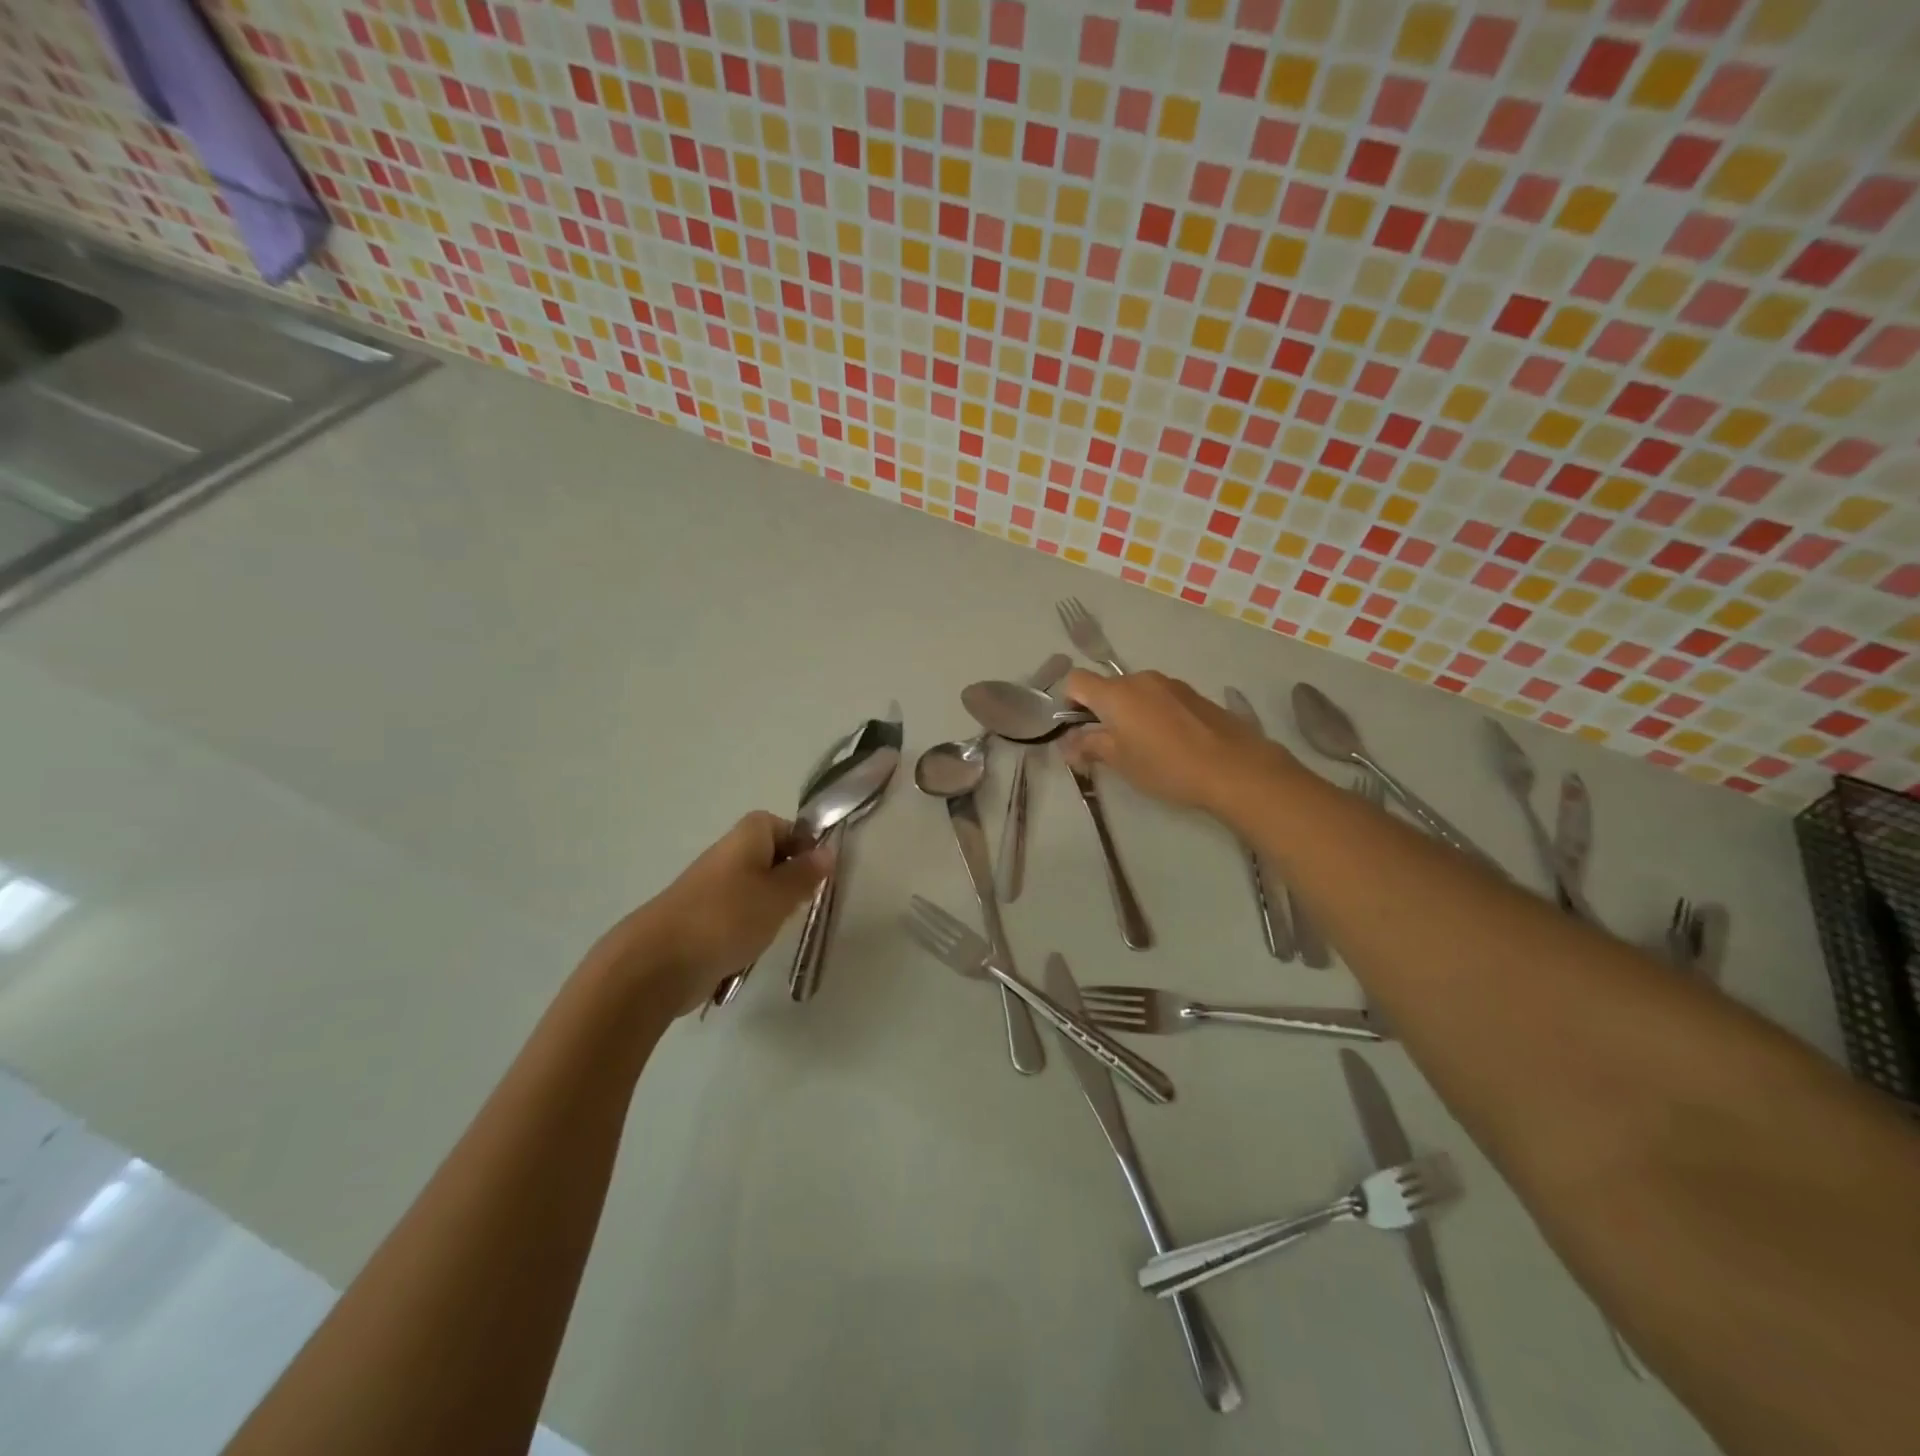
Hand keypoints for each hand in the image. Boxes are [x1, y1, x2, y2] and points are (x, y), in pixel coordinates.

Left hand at [587, 812, 830, 1015]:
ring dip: (768, 907)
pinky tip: (751, 949)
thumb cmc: (727, 918)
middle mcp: (727, 854)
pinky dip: (746, 929)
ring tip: (778, 929)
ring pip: (752, 888)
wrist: (658, 962)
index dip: (803, 844)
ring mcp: (710, 887)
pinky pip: (734, 915)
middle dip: (788, 879)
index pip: (783, 825)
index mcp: (747, 837)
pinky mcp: (699, 919)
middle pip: (768, 857)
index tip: (818, 873)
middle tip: (802, 903)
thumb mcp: (779, 895)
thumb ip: (805, 874)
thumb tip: (827, 852)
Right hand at [1062, 669, 1295, 815]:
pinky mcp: (1193, 694)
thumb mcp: (1120, 761)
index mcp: (1116, 693)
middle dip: (1100, 712)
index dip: (1069, 703)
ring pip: (1135, 692)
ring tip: (1143, 747)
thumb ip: (1089, 746)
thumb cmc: (1166, 766)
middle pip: (1107, 687)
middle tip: (1108, 746)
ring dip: (1129, 713)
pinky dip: (1153, 714)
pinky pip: (1160, 698)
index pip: (1075, 681)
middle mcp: (1140, 679)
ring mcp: (1170, 684)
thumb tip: (1067, 744)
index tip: (1077, 730)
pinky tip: (1170, 742)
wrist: (1234, 767)